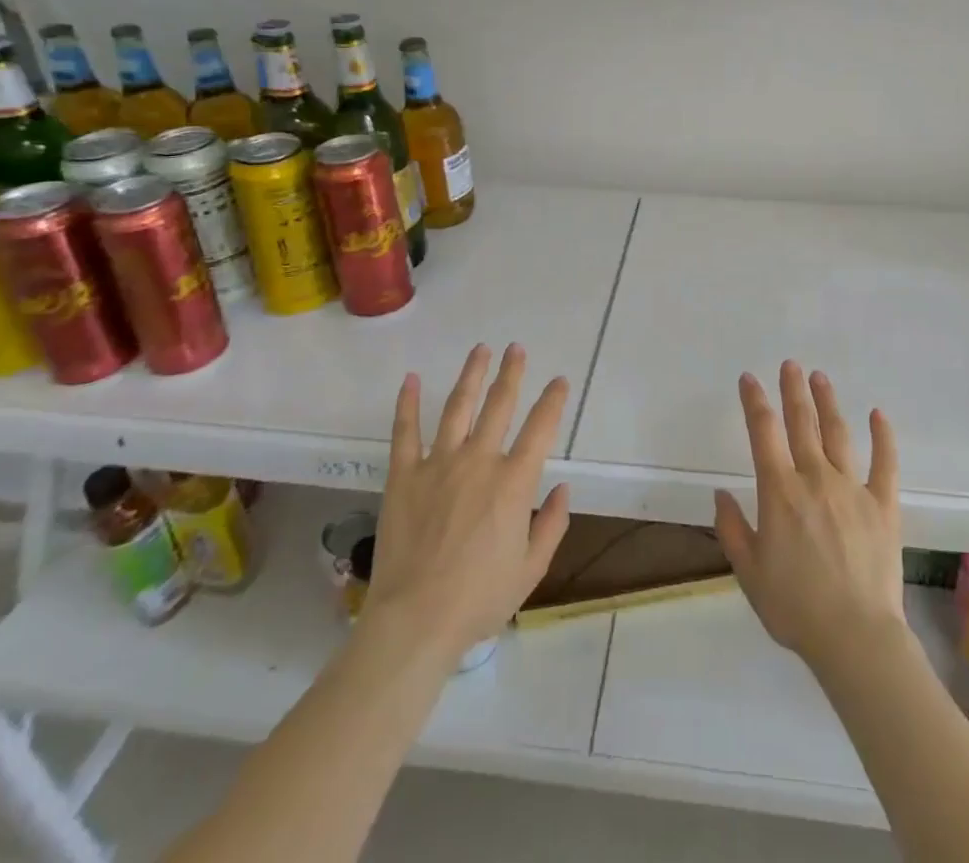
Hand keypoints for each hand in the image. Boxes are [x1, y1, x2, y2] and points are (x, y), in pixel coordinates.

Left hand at [364, 343, 571, 658]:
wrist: (416, 620)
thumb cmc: (479, 598)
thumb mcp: (531, 568)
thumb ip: (552, 524)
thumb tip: (564, 488)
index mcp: (514, 482)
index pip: (541, 428)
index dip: (553, 400)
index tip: (559, 381)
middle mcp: (479, 461)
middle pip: (500, 404)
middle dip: (512, 373)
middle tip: (517, 349)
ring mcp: (438, 464)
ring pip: (458, 406)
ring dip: (471, 375)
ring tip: (480, 350)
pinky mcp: (404, 475)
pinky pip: (405, 431)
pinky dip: (407, 403)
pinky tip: (410, 379)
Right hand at [714, 363, 905, 673]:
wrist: (855, 638)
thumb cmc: (795, 607)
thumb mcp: (748, 572)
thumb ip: (732, 529)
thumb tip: (720, 493)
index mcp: (780, 491)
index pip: (763, 432)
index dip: (755, 401)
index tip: (749, 378)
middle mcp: (815, 478)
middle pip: (801, 423)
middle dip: (793, 390)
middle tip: (790, 365)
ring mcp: (852, 488)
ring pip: (838, 434)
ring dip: (827, 402)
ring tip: (820, 377)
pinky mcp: (883, 505)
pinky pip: (885, 463)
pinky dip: (883, 437)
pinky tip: (878, 414)